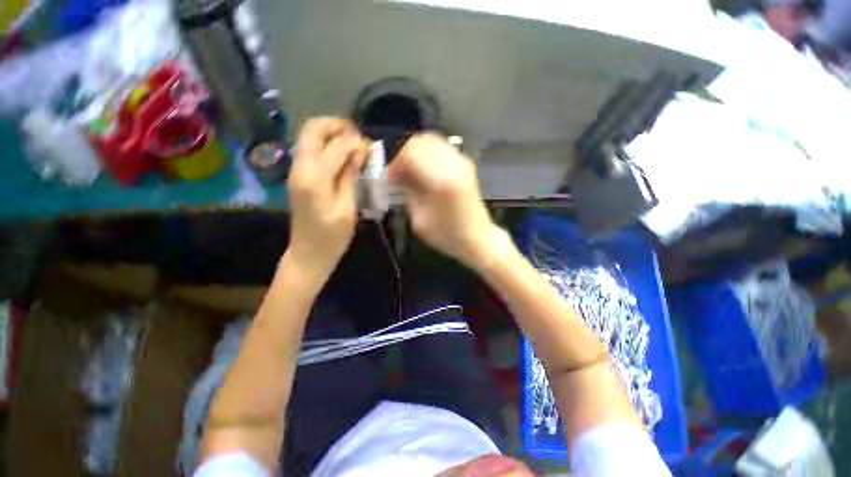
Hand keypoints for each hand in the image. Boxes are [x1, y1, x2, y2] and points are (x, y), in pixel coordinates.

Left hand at [287, 117, 369, 277]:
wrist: (308, 253)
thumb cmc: (332, 236)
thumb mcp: (348, 208)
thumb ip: (351, 176)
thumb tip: (360, 151)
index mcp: (314, 179)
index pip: (335, 146)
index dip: (355, 142)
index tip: (370, 147)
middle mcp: (300, 167)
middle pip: (312, 129)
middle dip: (337, 125)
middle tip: (358, 135)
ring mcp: (296, 170)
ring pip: (308, 135)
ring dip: (331, 132)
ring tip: (352, 142)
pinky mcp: (298, 175)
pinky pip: (309, 148)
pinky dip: (326, 143)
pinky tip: (342, 154)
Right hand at [389, 133, 502, 266]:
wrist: (478, 238)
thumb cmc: (447, 235)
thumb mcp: (419, 220)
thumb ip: (407, 193)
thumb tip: (397, 177)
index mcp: (442, 181)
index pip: (411, 152)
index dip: (396, 162)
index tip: (391, 178)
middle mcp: (454, 165)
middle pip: (421, 142)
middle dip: (404, 155)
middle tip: (399, 174)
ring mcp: (463, 162)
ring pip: (432, 141)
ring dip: (416, 153)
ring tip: (411, 173)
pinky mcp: (466, 164)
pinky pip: (442, 148)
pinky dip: (428, 155)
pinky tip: (424, 172)